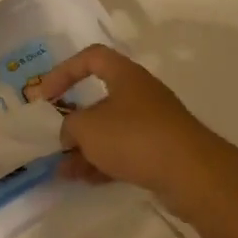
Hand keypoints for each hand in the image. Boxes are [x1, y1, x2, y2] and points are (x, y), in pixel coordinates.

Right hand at [30, 44, 237, 220]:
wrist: (191, 174)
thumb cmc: (134, 137)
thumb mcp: (87, 128)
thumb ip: (69, 127)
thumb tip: (69, 135)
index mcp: (125, 76)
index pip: (91, 57)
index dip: (64, 71)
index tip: (45, 95)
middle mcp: (140, 94)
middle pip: (100, 99)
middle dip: (74, 120)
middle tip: (55, 137)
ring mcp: (153, 124)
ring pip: (110, 131)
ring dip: (85, 148)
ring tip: (62, 170)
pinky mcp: (160, 152)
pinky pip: (123, 153)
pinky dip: (102, 163)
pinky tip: (84, 180)